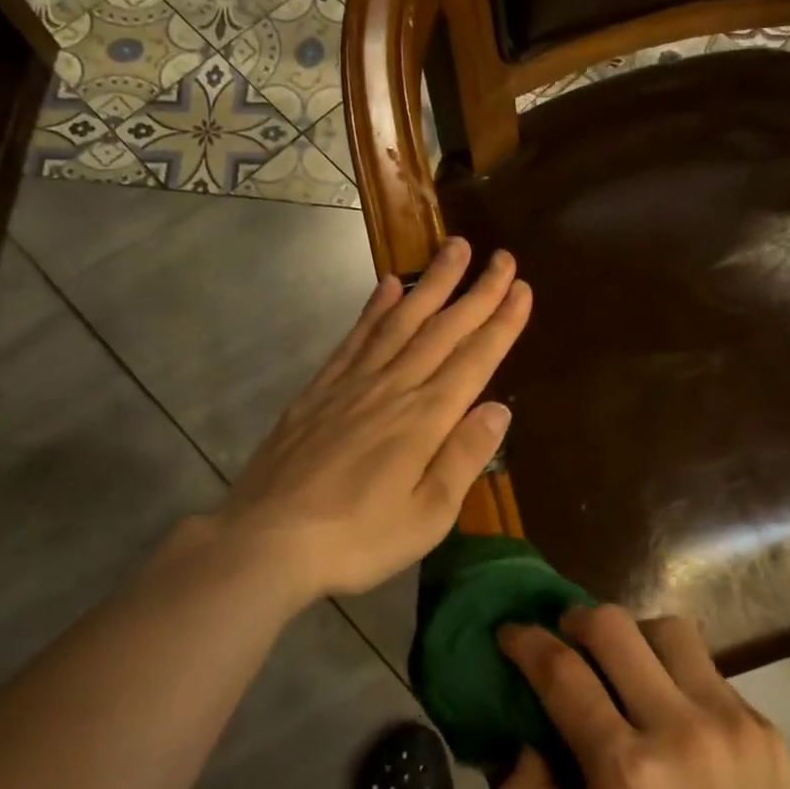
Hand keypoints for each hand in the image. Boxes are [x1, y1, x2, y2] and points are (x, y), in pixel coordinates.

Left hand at [210, 237, 530, 601]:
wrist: (267, 540)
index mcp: (426, 418)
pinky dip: (375, 307)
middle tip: (502, 256)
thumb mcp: (427, 516)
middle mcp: (393, 387)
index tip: (522, 287)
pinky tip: (388, 286)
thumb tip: (499, 408)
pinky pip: (356, 336)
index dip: (501, 322)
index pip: (474, 359)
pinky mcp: (320, 389)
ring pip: (401, 320)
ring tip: (453, 248)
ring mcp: (353, 383)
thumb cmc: (358, 539)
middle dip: (477, 291)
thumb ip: (464, 457)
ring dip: (432, 283)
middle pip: (443, 329)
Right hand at [494, 607, 789, 788]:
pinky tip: (675, 715)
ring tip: (624, 666)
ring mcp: (730, 721)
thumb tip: (516, 744)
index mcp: (626, 771)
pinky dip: (676, 673)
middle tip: (565, 640)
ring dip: (633, 635)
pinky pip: (708, 670)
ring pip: (669, 630)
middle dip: (575, 620)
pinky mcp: (764, 727)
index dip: (525, 641)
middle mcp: (678, 728)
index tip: (509, 631)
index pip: (561, 673)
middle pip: (613, 626)